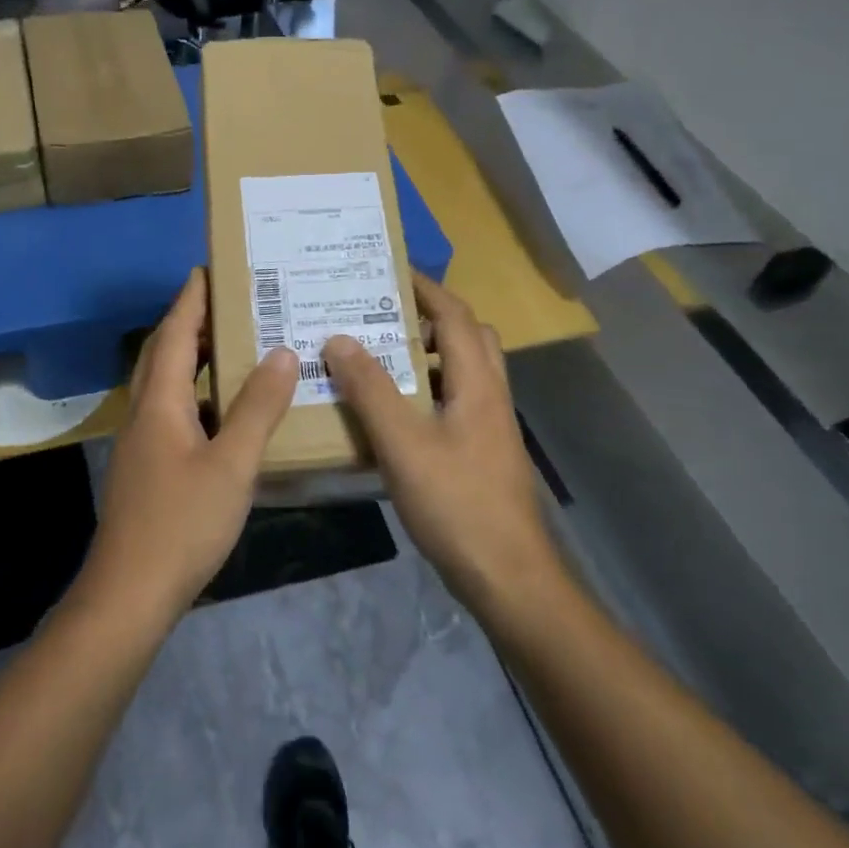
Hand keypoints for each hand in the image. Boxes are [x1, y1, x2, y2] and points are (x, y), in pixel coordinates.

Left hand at [83, 270, 298, 621]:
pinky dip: (196, 395)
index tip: (207, 269)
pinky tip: (223, 410)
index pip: (175, 334)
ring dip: (192, 358)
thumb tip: (282, 354)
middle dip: (189, 322)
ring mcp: (142, 443)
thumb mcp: (231, 464)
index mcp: (160, 403)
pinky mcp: (147, 468)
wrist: (130, 593)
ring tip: (232, 346)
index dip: (190, 300)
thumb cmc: (182, 523)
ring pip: (165, 385)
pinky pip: (171, 412)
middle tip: (227, 302)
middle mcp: (145, 413)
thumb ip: (257, 409)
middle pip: (163, 353)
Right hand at [323, 275, 555, 612]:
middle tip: (382, 316)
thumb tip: (340, 339)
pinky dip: (427, 391)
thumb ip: (371, 390)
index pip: (456, 315)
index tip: (389, 271)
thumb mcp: (404, 444)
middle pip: (468, 337)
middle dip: (429, 318)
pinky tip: (393, 414)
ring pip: (463, 372)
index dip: (426, 288)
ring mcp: (490, 427)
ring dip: (428, 356)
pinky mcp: (482, 454)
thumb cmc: (457, 504)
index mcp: (478, 383)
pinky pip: (454, 403)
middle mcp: (490, 396)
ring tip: (379, 358)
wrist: (508, 577)